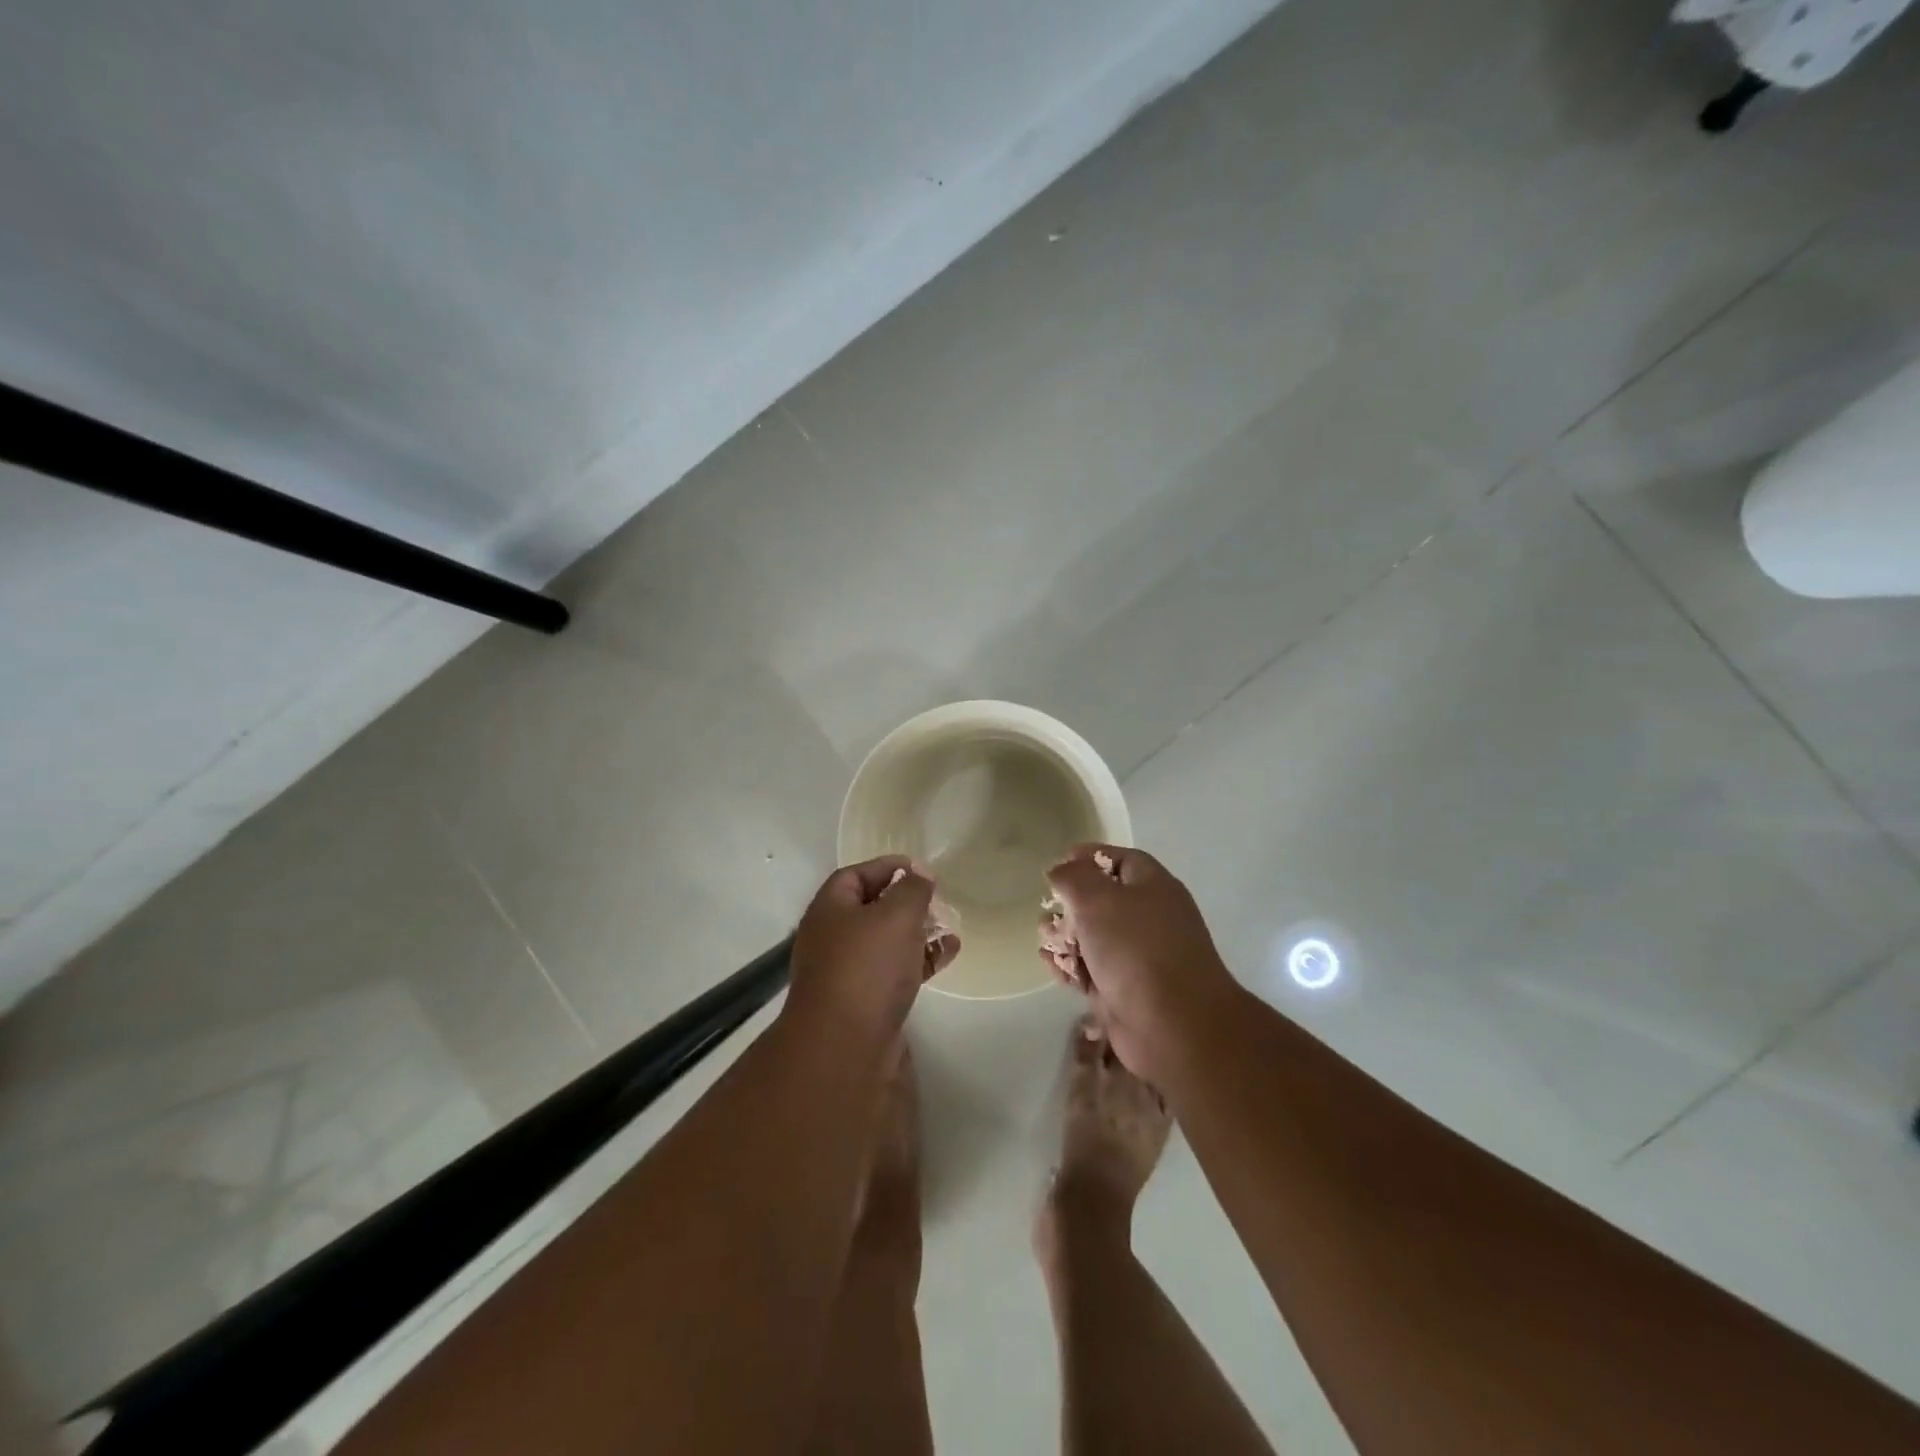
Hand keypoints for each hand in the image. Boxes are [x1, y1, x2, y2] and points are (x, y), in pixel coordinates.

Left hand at [786, 857, 958, 1040]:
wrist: (844, 1047)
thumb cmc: (867, 968)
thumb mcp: (896, 916)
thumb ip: (913, 890)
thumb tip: (920, 873)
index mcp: (830, 909)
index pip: (855, 874)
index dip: (887, 866)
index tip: (921, 869)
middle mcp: (833, 937)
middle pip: (871, 908)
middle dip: (905, 901)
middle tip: (936, 900)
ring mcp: (847, 972)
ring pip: (885, 941)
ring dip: (917, 932)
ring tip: (948, 927)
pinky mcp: (864, 1001)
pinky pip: (895, 970)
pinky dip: (920, 960)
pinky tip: (949, 954)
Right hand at [1042, 845, 1240, 1080]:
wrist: (1173, 1025)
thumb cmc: (1136, 949)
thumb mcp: (1098, 898)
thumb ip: (1073, 877)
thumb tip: (1061, 870)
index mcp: (1153, 887)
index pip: (1120, 860)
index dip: (1089, 857)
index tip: (1059, 862)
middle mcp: (1148, 918)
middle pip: (1102, 900)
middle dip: (1070, 904)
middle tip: (1048, 911)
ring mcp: (1137, 957)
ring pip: (1093, 937)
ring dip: (1065, 937)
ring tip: (1046, 942)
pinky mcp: (1123, 990)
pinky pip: (1091, 970)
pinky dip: (1070, 966)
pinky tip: (1053, 967)